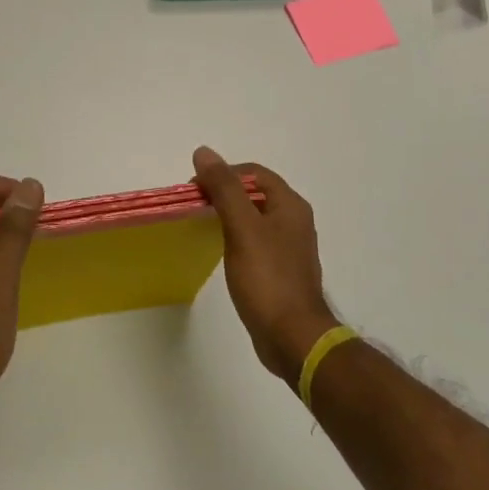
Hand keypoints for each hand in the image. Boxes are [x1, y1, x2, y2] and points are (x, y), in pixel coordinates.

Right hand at [192, 147, 337, 383]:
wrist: (293, 337)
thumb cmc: (267, 278)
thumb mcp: (242, 228)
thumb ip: (224, 189)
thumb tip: (204, 152)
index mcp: (290, 205)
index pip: (253, 173)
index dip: (223, 173)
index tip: (194, 189)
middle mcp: (294, 220)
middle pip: (254, 193)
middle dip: (223, 193)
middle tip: (194, 206)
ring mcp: (289, 247)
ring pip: (254, 218)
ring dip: (229, 215)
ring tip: (202, 226)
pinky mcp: (281, 270)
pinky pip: (256, 241)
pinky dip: (236, 237)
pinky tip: (221, 251)